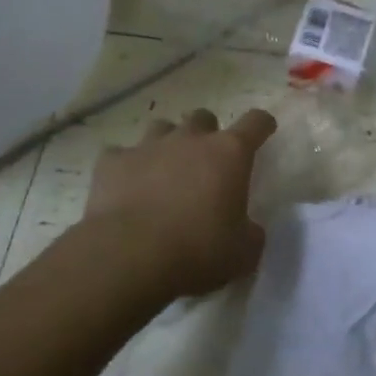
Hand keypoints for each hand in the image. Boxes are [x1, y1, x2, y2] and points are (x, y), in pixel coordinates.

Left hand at [81, 107, 277, 300]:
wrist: (129, 257)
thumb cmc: (198, 251)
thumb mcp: (243, 253)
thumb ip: (251, 233)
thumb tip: (248, 229)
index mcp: (229, 153)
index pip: (256, 122)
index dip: (262, 125)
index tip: (263, 131)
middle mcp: (191, 139)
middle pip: (203, 118)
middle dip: (206, 135)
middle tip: (204, 163)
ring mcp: (149, 146)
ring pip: (162, 128)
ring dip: (167, 144)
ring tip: (164, 171)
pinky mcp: (112, 162)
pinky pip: (120, 154)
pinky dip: (125, 166)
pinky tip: (124, 187)